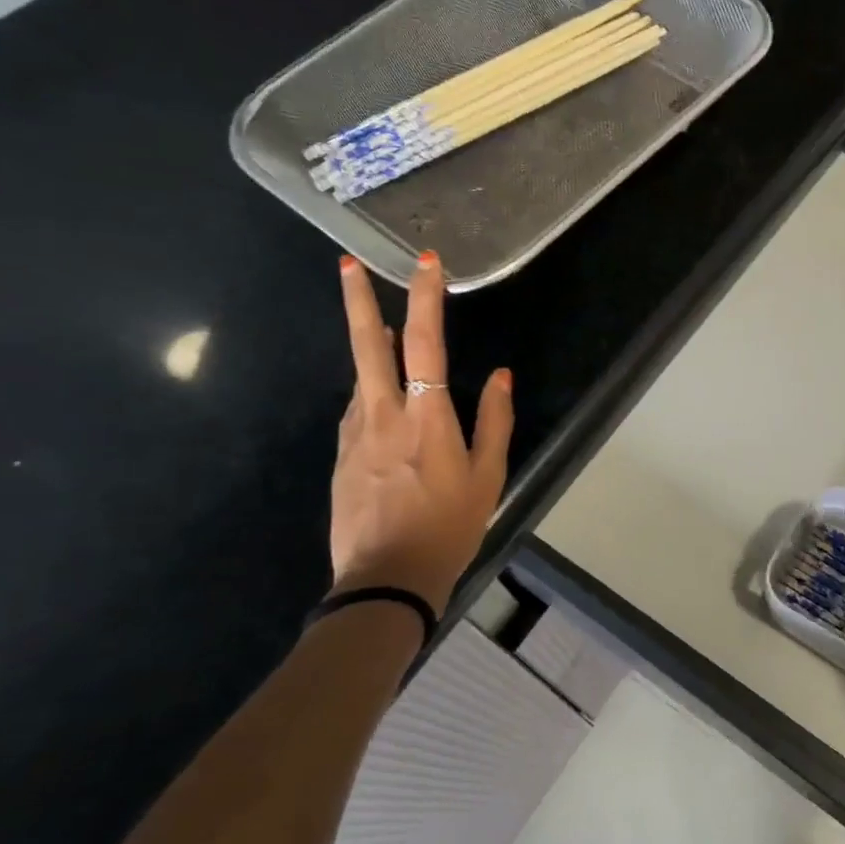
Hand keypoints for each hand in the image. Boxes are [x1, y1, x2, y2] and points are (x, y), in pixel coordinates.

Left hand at [328, 252, 512, 616]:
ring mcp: (355, 435)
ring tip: (380, 330)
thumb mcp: (488, 477)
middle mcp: (383, 415)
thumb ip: (495, 421)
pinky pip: (358, 412)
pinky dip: (371, 394)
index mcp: (426, 418)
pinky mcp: (343, 456)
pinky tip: (384, 403)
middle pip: (366, 346)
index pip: (423, 344)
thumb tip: (502, 375)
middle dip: (357, 300)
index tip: (426, 264)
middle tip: (347, 265)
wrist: (386, 579)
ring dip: (369, 349)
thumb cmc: (449, 527)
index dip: (424, 299)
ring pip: (360, 379)